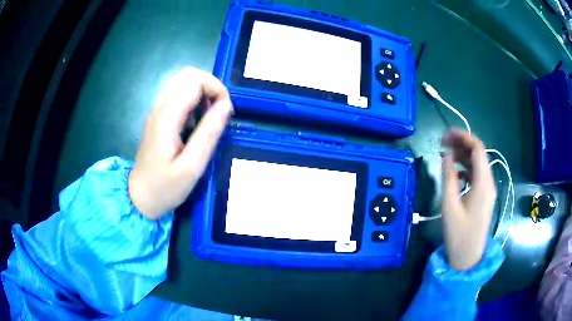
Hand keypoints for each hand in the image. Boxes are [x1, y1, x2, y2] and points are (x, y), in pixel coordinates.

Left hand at [128, 67, 232, 219]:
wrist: (139, 198)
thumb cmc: (165, 188)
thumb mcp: (191, 167)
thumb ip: (208, 134)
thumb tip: (226, 105)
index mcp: (167, 118)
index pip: (194, 81)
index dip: (217, 89)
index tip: (226, 113)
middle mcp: (160, 107)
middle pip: (187, 75)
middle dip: (210, 86)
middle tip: (219, 111)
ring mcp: (157, 111)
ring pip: (182, 82)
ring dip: (202, 92)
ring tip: (210, 117)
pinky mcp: (158, 117)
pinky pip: (178, 95)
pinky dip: (193, 100)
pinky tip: (196, 122)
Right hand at [441, 128, 496, 269]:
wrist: (468, 258)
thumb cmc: (459, 234)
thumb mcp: (450, 206)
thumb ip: (449, 177)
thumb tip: (446, 155)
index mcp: (483, 183)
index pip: (477, 149)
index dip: (463, 137)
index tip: (446, 134)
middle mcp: (489, 183)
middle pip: (478, 154)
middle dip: (461, 144)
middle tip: (442, 143)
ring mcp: (487, 190)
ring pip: (477, 164)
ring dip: (463, 156)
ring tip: (446, 155)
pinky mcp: (484, 197)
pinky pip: (476, 176)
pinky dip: (466, 169)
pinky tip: (455, 174)